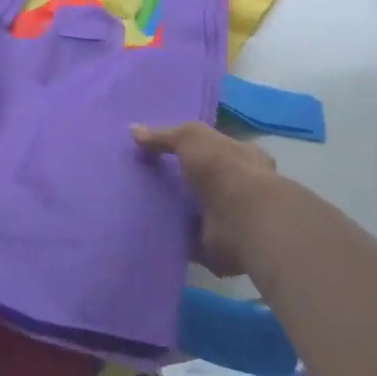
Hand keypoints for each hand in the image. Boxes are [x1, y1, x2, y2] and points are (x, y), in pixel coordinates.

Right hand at [132, 121, 278, 276]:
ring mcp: (231, 218)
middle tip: (146, 181)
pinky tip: (150, 234)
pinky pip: (189, 240)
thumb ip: (164, 135)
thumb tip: (134, 130)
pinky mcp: (219, 246)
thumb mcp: (191, 137)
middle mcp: (240, 186)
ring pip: (198, 211)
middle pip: (206, 181)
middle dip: (182, 183)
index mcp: (242, 155)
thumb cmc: (224, 169)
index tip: (164, 153)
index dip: (194, 149)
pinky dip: (174, 239)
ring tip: (141, 208)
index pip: (217, 148)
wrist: (242, 219)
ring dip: (176, 213)